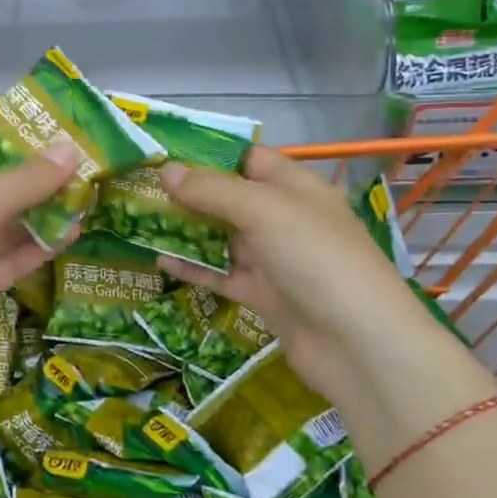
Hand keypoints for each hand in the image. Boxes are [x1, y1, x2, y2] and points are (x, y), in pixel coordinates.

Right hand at [157, 147, 421, 399]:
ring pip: (221, 236)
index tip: (161, 152)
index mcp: (294, 187)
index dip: (207, 153)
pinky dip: (194, 267)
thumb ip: (212, 190)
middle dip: (187, 192)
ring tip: (138, 220)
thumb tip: (165, 170)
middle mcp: (283, 218)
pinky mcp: (263, 295)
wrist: (358, 345)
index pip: (247, 158)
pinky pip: (221, 274)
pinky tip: (160, 260)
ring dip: (185, 229)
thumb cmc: (315, 258)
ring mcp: (273, 259)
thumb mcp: (263, 211)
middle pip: (228, 197)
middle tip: (138, 186)